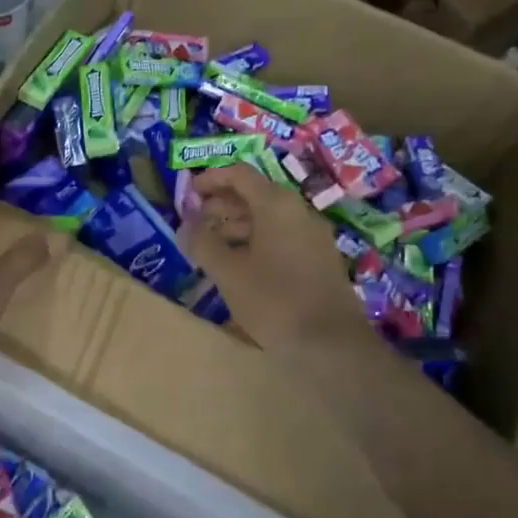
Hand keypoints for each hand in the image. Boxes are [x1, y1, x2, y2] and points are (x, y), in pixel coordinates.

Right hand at [180, 164, 378, 354]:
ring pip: (267, 218)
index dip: (211, 179)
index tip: (188, 194)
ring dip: (236, 226)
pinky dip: (255, 241)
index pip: (239, 174)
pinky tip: (239, 266)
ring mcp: (312, 235)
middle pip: (254, 194)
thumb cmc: (275, 300)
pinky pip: (281, 236)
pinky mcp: (318, 258)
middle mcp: (298, 211)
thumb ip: (202, 244)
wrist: (333, 343)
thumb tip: (184, 227)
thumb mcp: (229, 272)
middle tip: (195, 224)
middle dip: (221, 205)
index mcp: (276, 205)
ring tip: (211, 247)